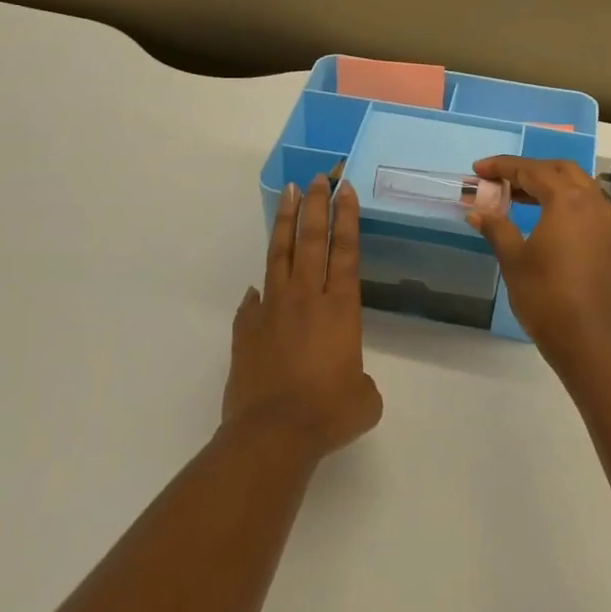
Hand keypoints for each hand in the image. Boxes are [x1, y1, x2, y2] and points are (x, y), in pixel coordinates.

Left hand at [225, 177, 382, 458]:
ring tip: (286, 195)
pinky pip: (253, 301)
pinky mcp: (246, 331)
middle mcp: (305, 300)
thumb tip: (343, 373)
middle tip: (317, 177)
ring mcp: (271, 311)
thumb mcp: (364, 398)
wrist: (273, 434)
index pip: (345, 252)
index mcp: (340, 309)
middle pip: (311, 241)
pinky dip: (258, 289)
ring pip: (279, 257)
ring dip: (285, 224)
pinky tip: (257, 285)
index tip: (345, 190)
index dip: (347, 218)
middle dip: (315, 206)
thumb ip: (359, 379)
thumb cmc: (329, 413)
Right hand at [466, 156, 610, 364]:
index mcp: (568, 200)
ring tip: (518, 198)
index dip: (502, 167)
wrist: (588, 339)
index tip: (478, 170)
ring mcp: (608, 223)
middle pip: (560, 171)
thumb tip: (477, 211)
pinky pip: (590, 207)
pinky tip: (547, 221)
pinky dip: (566, 203)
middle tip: (500, 181)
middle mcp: (594, 202)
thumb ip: (496, 228)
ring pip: (579, 187)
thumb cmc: (545, 296)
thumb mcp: (514, 260)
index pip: (532, 171)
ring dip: (549, 185)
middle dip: (529, 170)